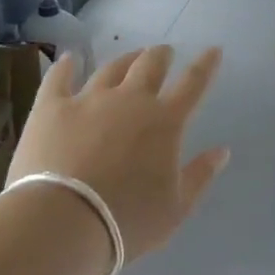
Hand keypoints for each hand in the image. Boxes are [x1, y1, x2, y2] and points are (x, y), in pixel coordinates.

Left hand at [9, 46, 228, 267]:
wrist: (60, 225)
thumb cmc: (126, 221)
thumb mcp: (176, 209)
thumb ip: (200, 175)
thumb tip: (222, 151)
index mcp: (165, 121)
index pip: (193, 83)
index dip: (206, 64)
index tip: (213, 50)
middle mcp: (130, 100)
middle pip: (151, 64)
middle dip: (161, 55)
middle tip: (164, 52)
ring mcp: (89, 100)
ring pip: (111, 68)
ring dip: (124, 60)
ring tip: (129, 57)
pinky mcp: (51, 108)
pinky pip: (59, 78)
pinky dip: (66, 66)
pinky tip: (68, 59)